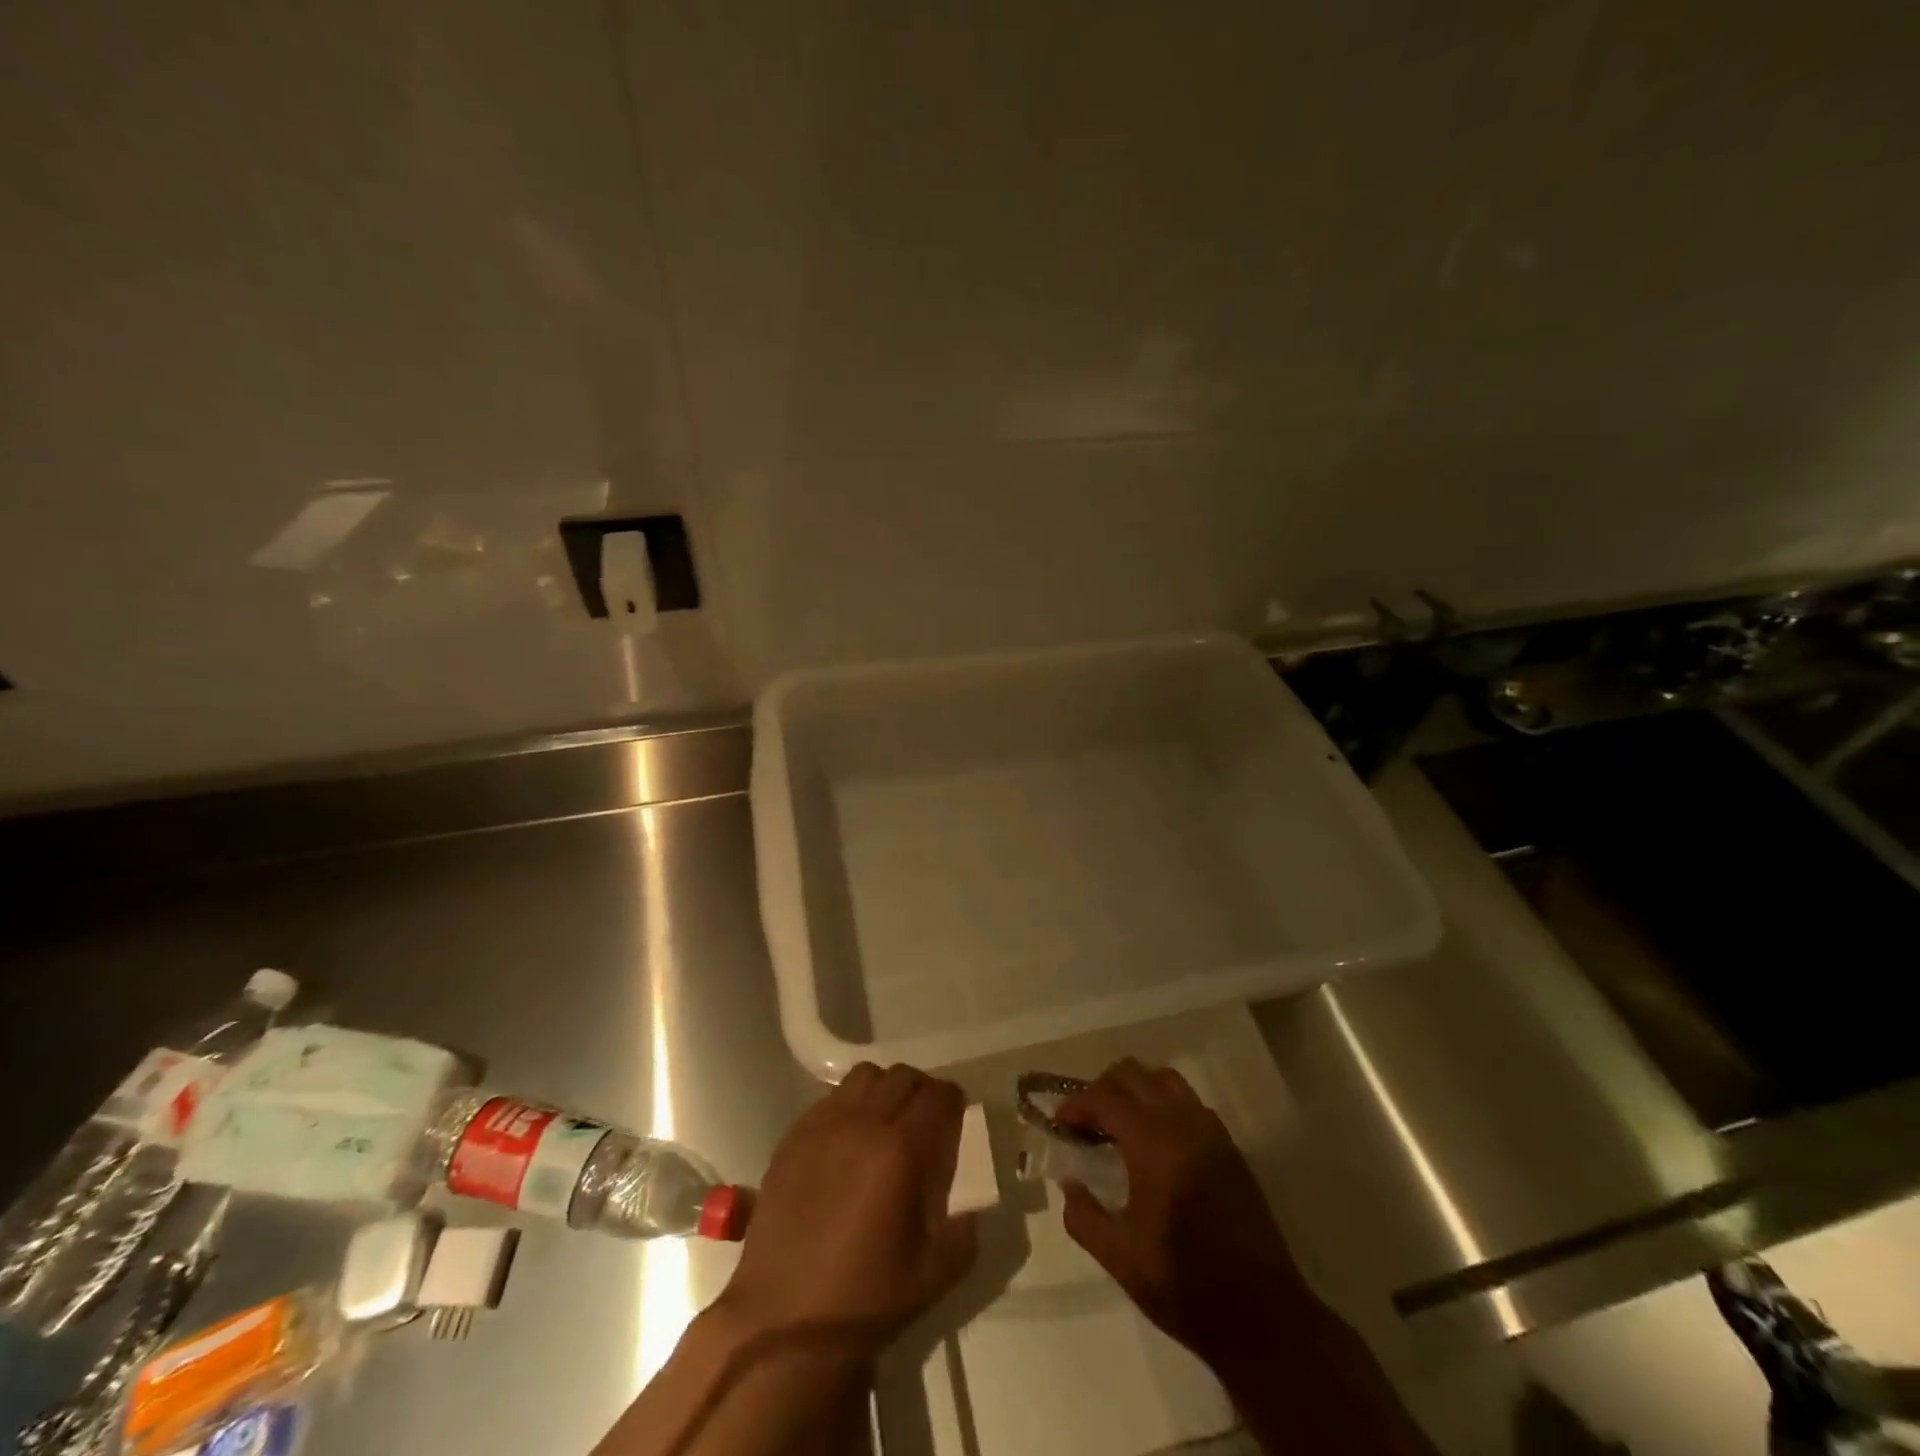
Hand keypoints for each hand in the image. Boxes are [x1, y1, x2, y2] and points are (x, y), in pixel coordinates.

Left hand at [716, 1063, 976, 1361]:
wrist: (782, 1325)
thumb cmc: (864, 1302)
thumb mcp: (933, 1275)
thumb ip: (963, 1233)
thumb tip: (972, 1210)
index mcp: (900, 1151)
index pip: (937, 1096)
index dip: (953, 1101)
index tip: (956, 1117)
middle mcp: (862, 1124)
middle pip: (902, 1076)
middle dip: (922, 1091)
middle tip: (925, 1120)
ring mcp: (822, 1126)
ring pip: (864, 1077)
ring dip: (884, 1089)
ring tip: (886, 1122)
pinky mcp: (792, 1138)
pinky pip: (829, 1099)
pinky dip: (849, 1105)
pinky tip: (848, 1140)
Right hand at [1056, 1059, 1321, 1370]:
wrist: (1264, 1316)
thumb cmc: (1185, 1285)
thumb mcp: (1121, 1258)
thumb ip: (1084, 1216)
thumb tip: (1070, 1184)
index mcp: (1153, 1143)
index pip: (1104, 1098)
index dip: (1076, 1104)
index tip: (1060, 1124)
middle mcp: (1182, 1122)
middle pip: (1133, 1074)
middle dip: (1102, 1090)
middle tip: (1087, 1123)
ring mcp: (1210, 1131)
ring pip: (1164, 1079)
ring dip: (1136, 1090)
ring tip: (1121, 1126)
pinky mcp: (1229, 1147)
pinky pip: (1189, 1102)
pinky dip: (1164, 1105)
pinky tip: (1156, 1144)